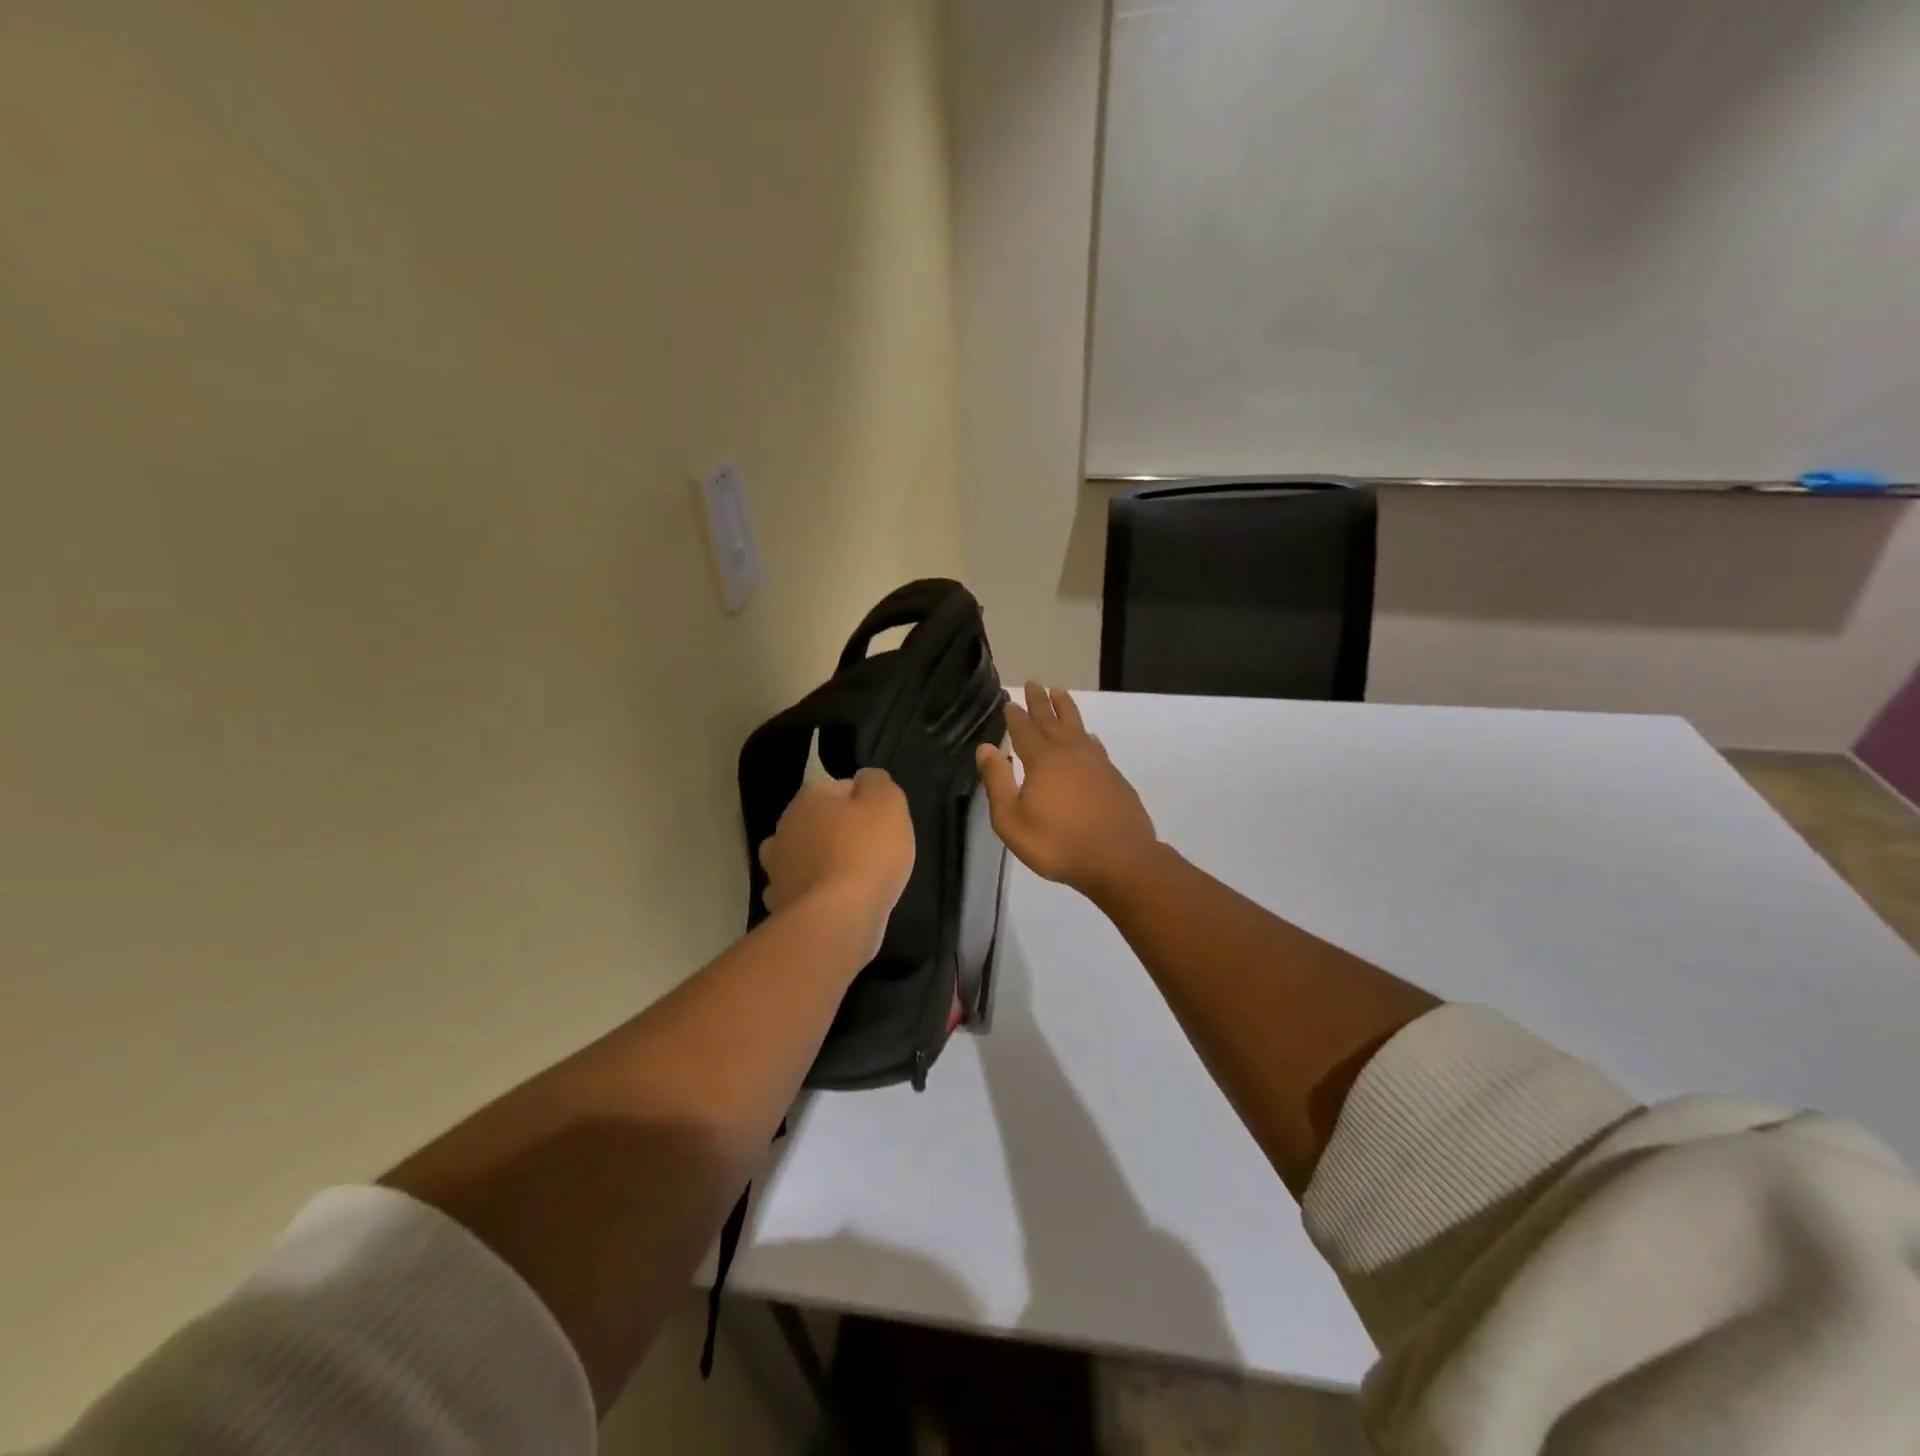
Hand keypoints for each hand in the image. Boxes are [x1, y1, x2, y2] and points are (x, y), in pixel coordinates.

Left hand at [759, 768, 915, 954]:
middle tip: (869, 852)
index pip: (838, 789)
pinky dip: (811, 895)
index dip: (863, 804)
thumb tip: (863, 780)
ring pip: (800, 858)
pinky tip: (831, 904)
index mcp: (808, 799)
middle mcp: (783, 829)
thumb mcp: (888, 803)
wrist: (838, 918)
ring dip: (817, 864)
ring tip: (847, 879)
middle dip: (837, 833)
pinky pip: (798, 892)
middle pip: (816, 823)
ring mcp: (775, 870)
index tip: (881, 824)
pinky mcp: (778, 906)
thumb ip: (877, 782)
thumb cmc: (867, 852)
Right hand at [975, 683, 1160, 900]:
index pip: (1024, 730)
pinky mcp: (1114, 776)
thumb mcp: (1012, 820)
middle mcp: (1069, 752)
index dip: (1016, 716)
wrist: (1119, 859)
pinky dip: (1087, 736)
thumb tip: (986, 748)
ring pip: (1077, 726)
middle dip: (1040, 702)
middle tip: (1035, 683)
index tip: (1011, 701)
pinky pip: (1095, 745)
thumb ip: (997, 782)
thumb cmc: (1058, 843)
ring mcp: (1096, 762)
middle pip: (1052, 720)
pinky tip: (1089, 738)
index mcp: (1042, 760)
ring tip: (1060, 693)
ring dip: (1066, 709)